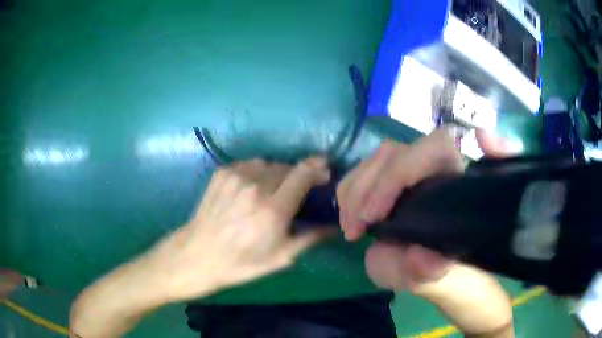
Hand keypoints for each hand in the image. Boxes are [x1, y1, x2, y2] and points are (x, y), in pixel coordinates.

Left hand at [150, 157, 332, 302]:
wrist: (199, 254)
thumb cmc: (241, 263)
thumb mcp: (281, 258)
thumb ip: (310, 238)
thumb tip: (334, 227)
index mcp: (273, 210)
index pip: (303, 174)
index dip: (318, 169)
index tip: (324, 174)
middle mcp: (256, 187)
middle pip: (287, 167)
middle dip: (298, 175)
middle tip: (297, 191)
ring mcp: (236, 176)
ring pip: (268, 164)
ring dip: (277, 173)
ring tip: (274, 189)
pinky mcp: (222, 172)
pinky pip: (250, 164)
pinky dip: (258, 172)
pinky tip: (254, 188)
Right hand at [337, 127, 517, 289]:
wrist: (419, 264)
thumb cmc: (430, 266)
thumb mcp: (429, 275)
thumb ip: (429, 269)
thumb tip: (421, 255)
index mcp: (453, 181)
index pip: (435, 148)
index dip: (400, 173)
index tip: (375, 216)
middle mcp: (432, 166)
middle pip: (395, 152)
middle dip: (367, 189)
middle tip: (354, 230)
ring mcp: (407, 167)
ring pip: (375, 159)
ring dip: (353, 193)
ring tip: (350, 230)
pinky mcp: (386, 175)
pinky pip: (360, 170)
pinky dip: (347, 193)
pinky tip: (348, 219)